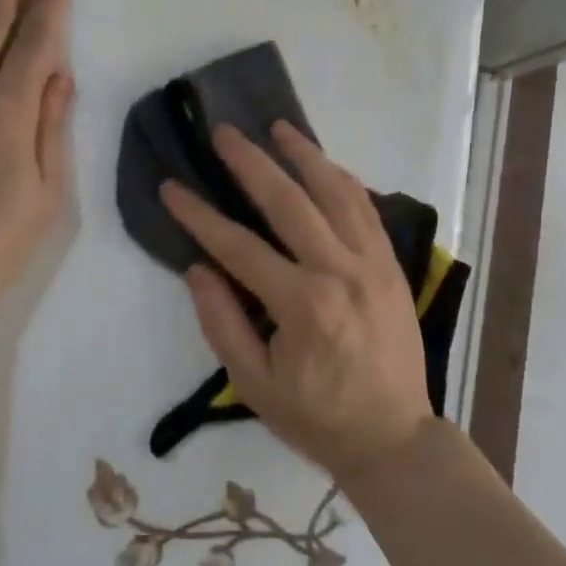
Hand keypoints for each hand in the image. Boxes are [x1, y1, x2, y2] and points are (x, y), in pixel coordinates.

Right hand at [159, 123, 431, 482]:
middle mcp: (340, 272)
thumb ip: (222, 322)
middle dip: (251, 163)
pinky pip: (367, 210)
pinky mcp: (392, 266)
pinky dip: (343, 180)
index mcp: (302, 305)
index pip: (239, 246)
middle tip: (224, 133)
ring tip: (278, 127)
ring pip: (337, 193)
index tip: (171, 188)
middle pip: (290, 202)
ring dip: (305, 155)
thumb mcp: (254, 384)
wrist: (394, 438)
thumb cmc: (316, 417)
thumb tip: (198, 267)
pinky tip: (324, 164)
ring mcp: (372, 264)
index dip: (199, 215)